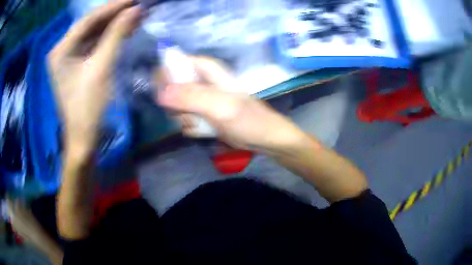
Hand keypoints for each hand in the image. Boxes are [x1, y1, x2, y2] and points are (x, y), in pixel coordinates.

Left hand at [48, 0, 139, 151]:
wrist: (84, 137)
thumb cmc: (88, 106)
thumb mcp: (101, 68)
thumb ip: (116, 35)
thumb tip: (135, 10)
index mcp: (61, 50)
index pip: (88, 20)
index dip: (112, 7)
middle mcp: (62, 50)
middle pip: (90, 24)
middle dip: (114, 14)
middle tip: (137, 5)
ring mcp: (69, 57)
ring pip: (93, 32)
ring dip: (114, 24)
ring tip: (136, 14)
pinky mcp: (77, 63)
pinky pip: (94, 43)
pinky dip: (110, 36)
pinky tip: (125, 29)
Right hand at [156, 56, 307, 150]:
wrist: (262, 138)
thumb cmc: (248, 118)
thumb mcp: (221, 106)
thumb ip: (191, 97)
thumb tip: (161, 93)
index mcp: (206, 69)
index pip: (176, 63)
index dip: (165, 76)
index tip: (163, 95)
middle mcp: (200, 81)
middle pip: (171, 87)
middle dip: (177, 104)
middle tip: (190, 113)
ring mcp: (199, 99)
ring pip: (175, 106)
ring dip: (185, 118)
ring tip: (202, 123)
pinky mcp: (200, 114)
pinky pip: (183, 118)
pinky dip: (191, 127)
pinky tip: (204, 130)